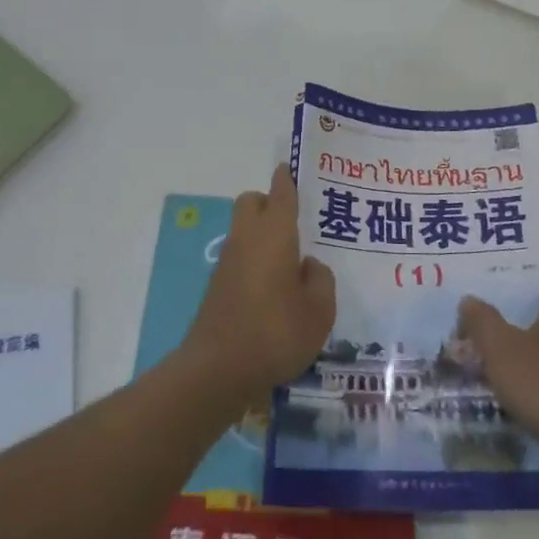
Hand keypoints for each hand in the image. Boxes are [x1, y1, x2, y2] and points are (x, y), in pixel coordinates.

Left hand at [184, 167, 335, 400]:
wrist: (217, 369)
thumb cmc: (276, 332)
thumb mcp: (319, 310)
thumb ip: (320, 280)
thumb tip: (308, 266)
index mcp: (274, 233)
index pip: (280, 193)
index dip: (287, 179)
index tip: (291, 169)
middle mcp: (247, 238)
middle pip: (252, 202)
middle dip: (270, 203)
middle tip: (297, 221)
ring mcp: (228, 262)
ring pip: (244, 230)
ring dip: (263, 234)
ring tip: (293, 259)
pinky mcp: (218, 286)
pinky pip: (240, 257)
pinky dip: (256, 260)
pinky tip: (275, 287)